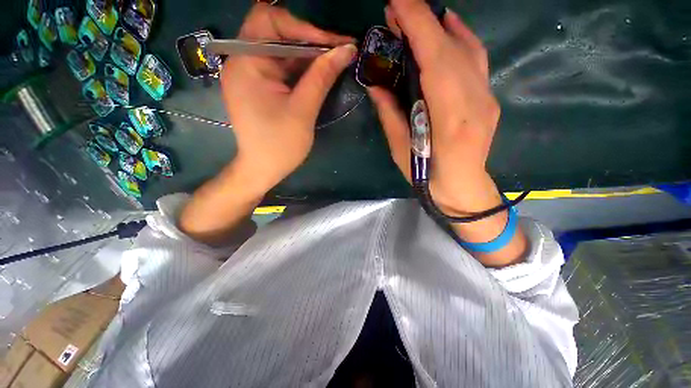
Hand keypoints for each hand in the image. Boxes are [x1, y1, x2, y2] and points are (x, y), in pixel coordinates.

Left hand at [221, 4, 356, 194]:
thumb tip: (346, 49)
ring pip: (281, 50)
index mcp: (246, 63)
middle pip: (276, 33)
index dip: (304, 27)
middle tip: (340, 49)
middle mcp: (243, 61)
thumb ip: (322, 77)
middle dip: (309, 39)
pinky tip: (319, 73)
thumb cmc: (280, 145)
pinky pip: (281, 67)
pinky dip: (301, 67)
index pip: (270, 21)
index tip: (334, 43)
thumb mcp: (303, 110)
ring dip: (308, 54)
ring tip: (335, 60)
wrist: (262, 169)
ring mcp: (250, 74)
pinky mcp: (259, 86)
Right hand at [370, 0, 526, 266]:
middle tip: (397, 9)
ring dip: (441, 25)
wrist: (462, 187)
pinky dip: (461, 38)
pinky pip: (477, 60)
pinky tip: (448, 28)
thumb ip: (390, 114)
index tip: (397, 3)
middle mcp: (475, 101)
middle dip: (423, 20)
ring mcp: (487, 98)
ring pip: (468, 49)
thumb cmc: (426, 176)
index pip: (436, 60)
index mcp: (451, 119)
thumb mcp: (401, 149)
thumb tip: (375, 83)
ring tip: (418, 14)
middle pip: (452, 49)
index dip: (418, 26)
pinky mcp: (488, 98)